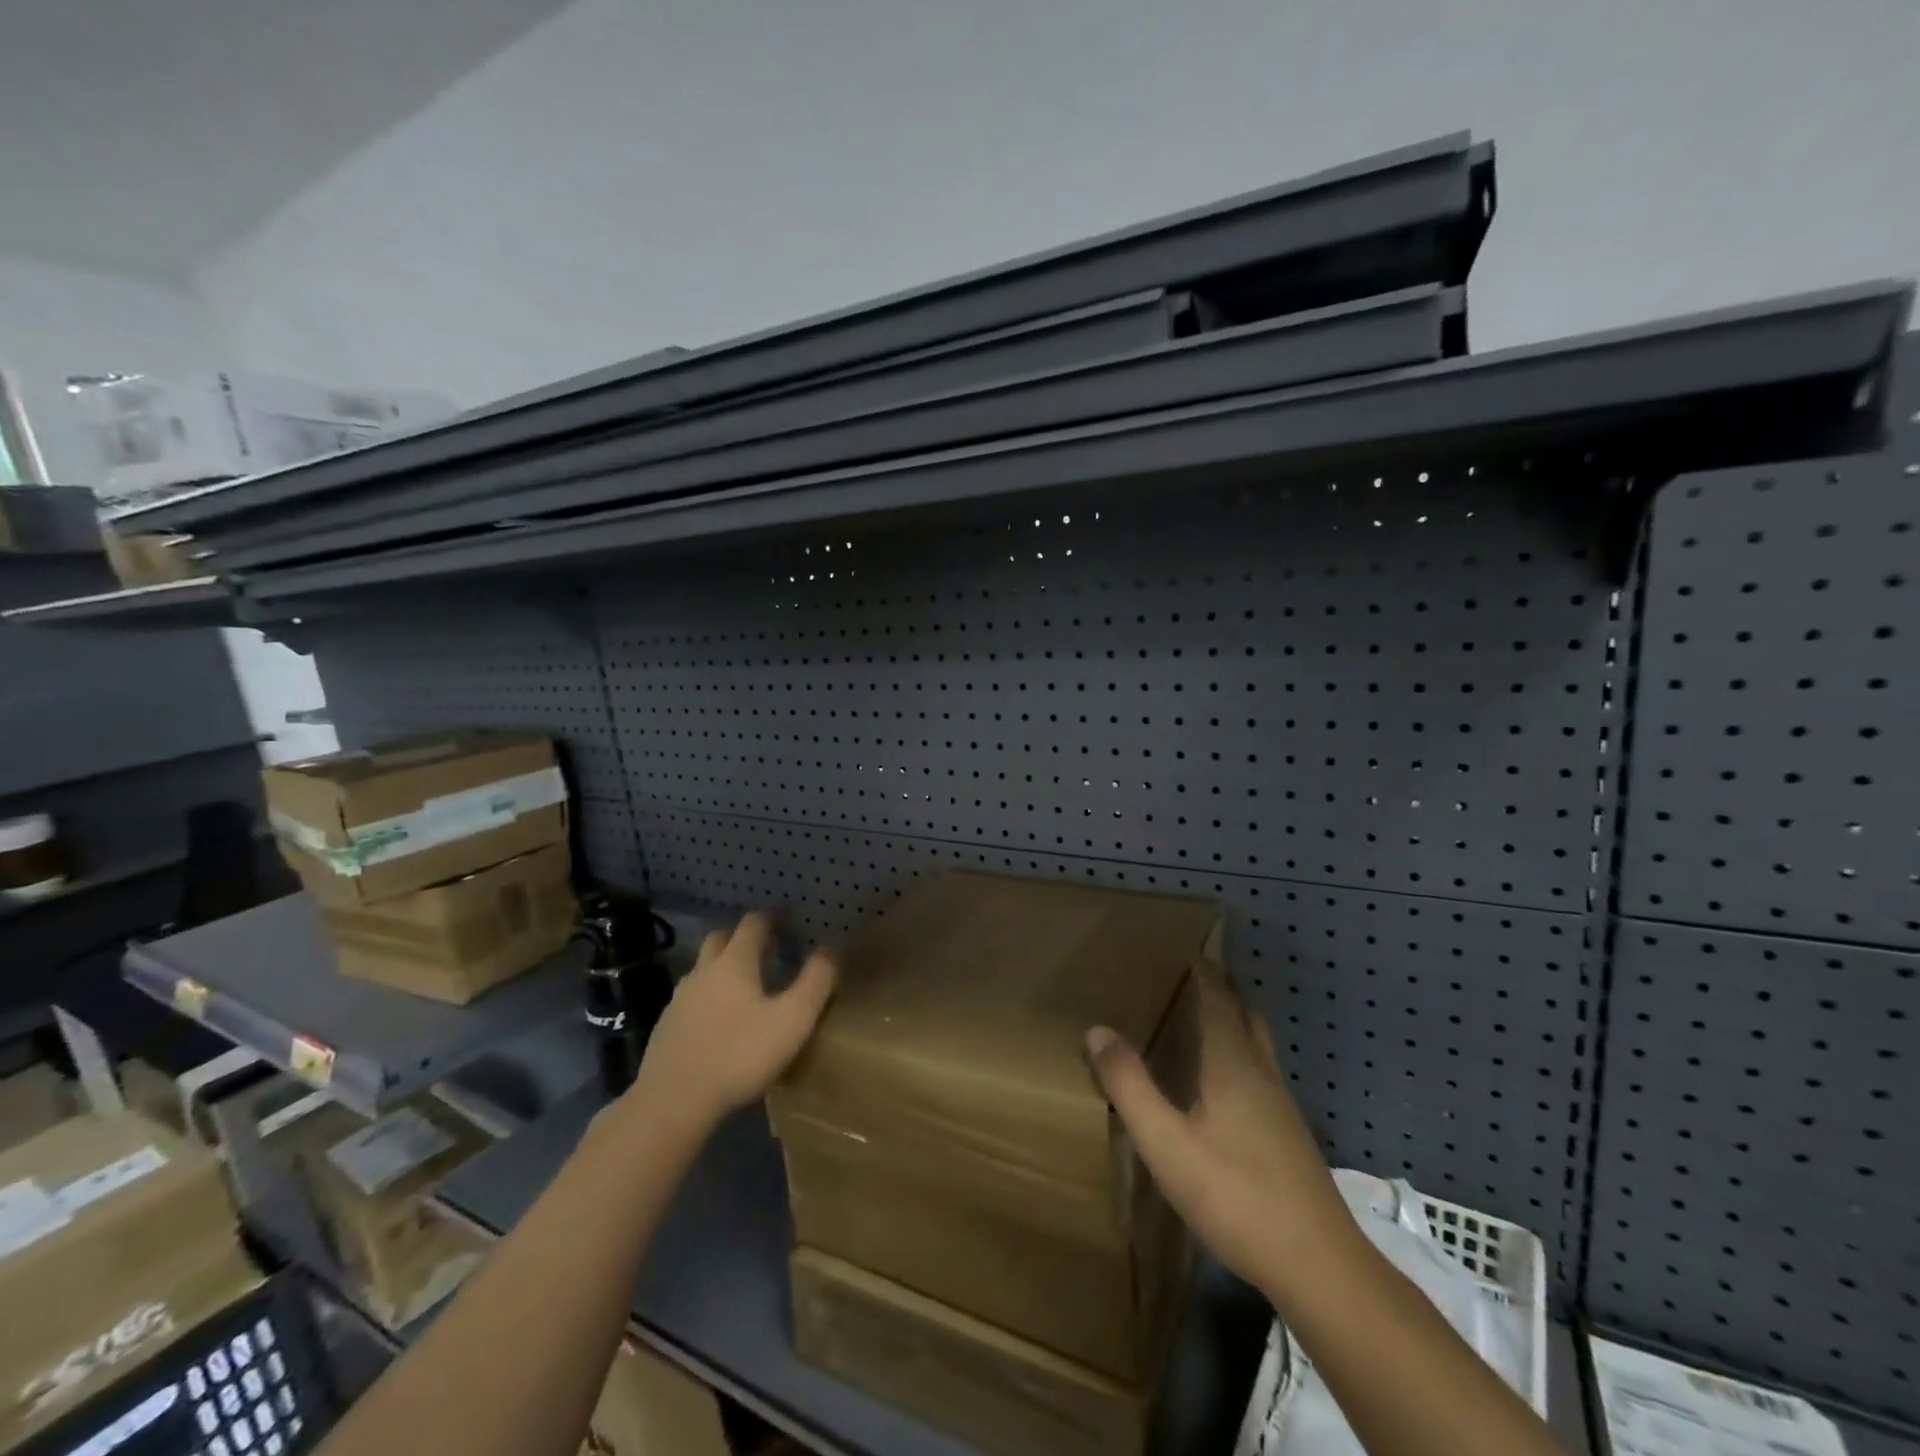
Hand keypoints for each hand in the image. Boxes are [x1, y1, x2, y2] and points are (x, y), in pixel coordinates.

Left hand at [631, 912, 837, 1136]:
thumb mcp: (793, 1020)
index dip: (773, 918)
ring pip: (703, 968)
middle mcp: (704, 971)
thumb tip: (829, 951)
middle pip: (722, 938)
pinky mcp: (666, 1026)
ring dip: (723, 967)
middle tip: (767, 949)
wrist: (673, 1102)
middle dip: (744, 937)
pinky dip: (708, 997)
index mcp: (735, 962)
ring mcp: (679, 998)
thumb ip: (815, 982)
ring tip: (746, 987)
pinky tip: (719, 1022)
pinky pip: (691, 998)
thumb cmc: (740, 1055)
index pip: (753, 923)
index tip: (789, 922)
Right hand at [1085, 964, 1351, 1301]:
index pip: (1218, 1000)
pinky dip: (1241, 1053)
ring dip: (1234, 1020)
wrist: (1319, 1265)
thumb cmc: (1236, 1196)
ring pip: (1257, 1044)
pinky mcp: (1288, 1135)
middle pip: (1244, 1015)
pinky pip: (1261, 1071)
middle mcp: (1260, 1073)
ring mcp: (1280, 1106)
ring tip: (1205, 1018)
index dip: (1204, 972)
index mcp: (1232, 1064)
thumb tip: (1097, 1029)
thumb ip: (1130, 1086)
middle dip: (1222, 989)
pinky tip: (1224, 1083)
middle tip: (1192, 975)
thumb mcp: (1167, 1144)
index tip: (1186, 946)